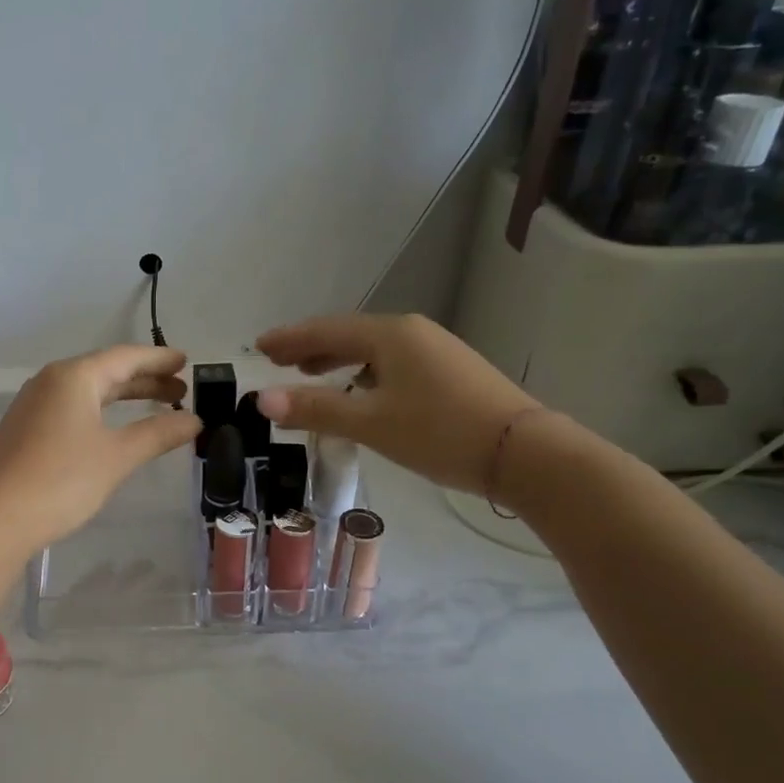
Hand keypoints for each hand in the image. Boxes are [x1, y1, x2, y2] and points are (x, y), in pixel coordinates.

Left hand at [0, 345, 201, 553]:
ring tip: (158, 407)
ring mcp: (34, 405)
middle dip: (145, 380)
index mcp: (74, 377)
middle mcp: (51, 382)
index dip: (158, 359)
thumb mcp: (118, 456)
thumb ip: (158, 434)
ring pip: (88, 392)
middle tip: (181, 391)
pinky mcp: (25, 430)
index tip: (185, 361)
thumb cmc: (61, 480)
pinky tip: (114, 429)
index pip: (125, 357)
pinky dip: (101, 412)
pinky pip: (72, 409)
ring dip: (124, 397)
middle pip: (106, 372)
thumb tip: (194, 420)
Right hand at [254, 314, 539, 493]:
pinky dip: (364, 371)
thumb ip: (315, 409)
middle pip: (349, 334)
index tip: (258, 345)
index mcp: (389, 334)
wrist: (525, 453)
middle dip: (311, 347)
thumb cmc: (440, 432)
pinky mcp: (449, 371)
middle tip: (278, 360)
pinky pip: (392, 362)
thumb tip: (261, 399)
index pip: (325, 330)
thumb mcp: (371, 423)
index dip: (289, 338)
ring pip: (372, 349)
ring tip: (310, 373)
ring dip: (337, 359)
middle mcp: (412, 332)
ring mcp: (435, 349)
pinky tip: (360, 390)